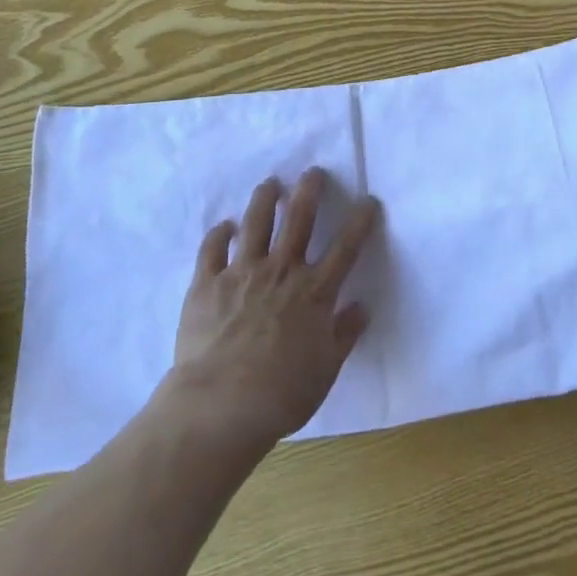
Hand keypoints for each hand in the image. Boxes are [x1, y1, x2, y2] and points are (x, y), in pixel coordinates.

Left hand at [166, 169, 378, 454]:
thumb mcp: (326, 369)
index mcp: (314, 291)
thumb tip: (362, 306)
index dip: (360, 221)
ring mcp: (242, 272)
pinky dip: (219, 233)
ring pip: (256, 222)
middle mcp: (281, 271)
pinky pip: (213, 248)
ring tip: (270, 184)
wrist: (221, 404)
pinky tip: (225, 225)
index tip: (368, 200)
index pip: (345, 247)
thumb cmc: (282, 392)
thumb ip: (345, 334)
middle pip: (299, 219)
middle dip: (309, 190)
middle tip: (313, 171)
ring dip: (265, 199)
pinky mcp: (207, 282)